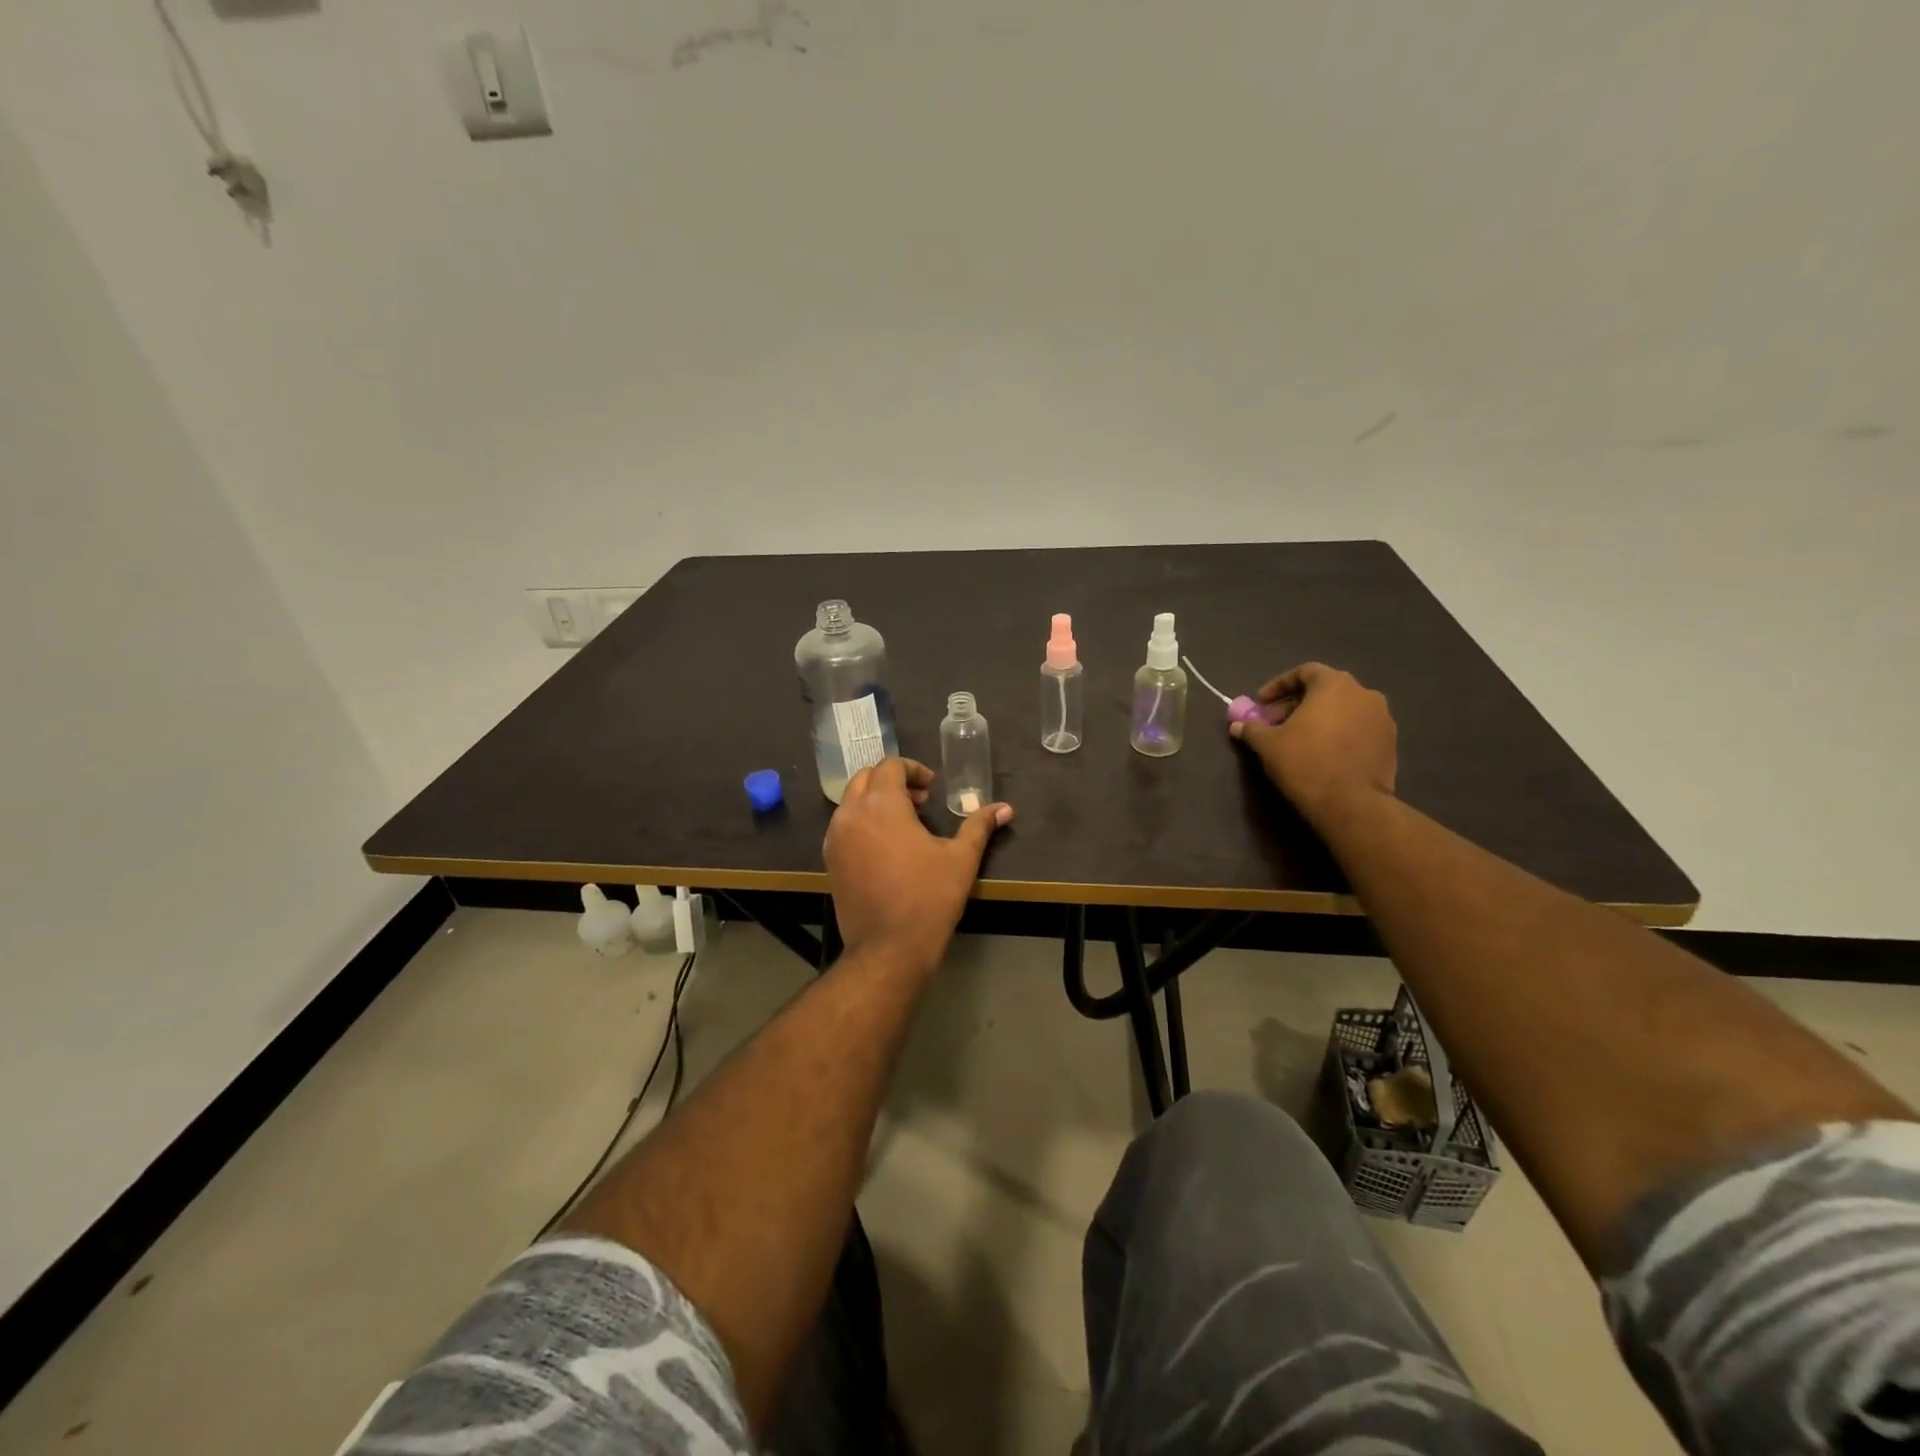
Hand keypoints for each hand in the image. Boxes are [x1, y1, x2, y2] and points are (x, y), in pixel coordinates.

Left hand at [824, 758, 1013, 976]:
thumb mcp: (961, 858)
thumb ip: (979, 826)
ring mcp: (836, 838)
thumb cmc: (929, 897)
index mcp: (882, 804)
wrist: (889, 948)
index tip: (932, 788)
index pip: (890, 766)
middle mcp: (851, 814)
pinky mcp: (830, 861)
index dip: (913, 769)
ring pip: (850, 801)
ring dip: (874, 800)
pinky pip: (843, 826)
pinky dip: (862, 821)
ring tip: (904, 823)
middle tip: (919, 801)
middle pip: (864, 778)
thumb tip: (1005, 808)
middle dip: (892, 781)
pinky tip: (885, 845)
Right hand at [1229, 663, 1396, 825]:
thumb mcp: (1268, 744)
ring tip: (1298, 740)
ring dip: (1319, 720)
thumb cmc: (1305, 762)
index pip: (1305, 672)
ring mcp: (1382, 719)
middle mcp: (1364, 694)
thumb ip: (1252, 728)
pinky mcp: (1390, 744)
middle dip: (1296, 705)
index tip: (1261, 703)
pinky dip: (1338, 735)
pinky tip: (1322, 754)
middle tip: (1274, 724)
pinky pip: (1358, 730)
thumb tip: (1237, 725)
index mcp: (1335, 685)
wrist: (1351, 803)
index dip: (1279, 686)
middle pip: (1325, 691)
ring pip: (1343, 711)